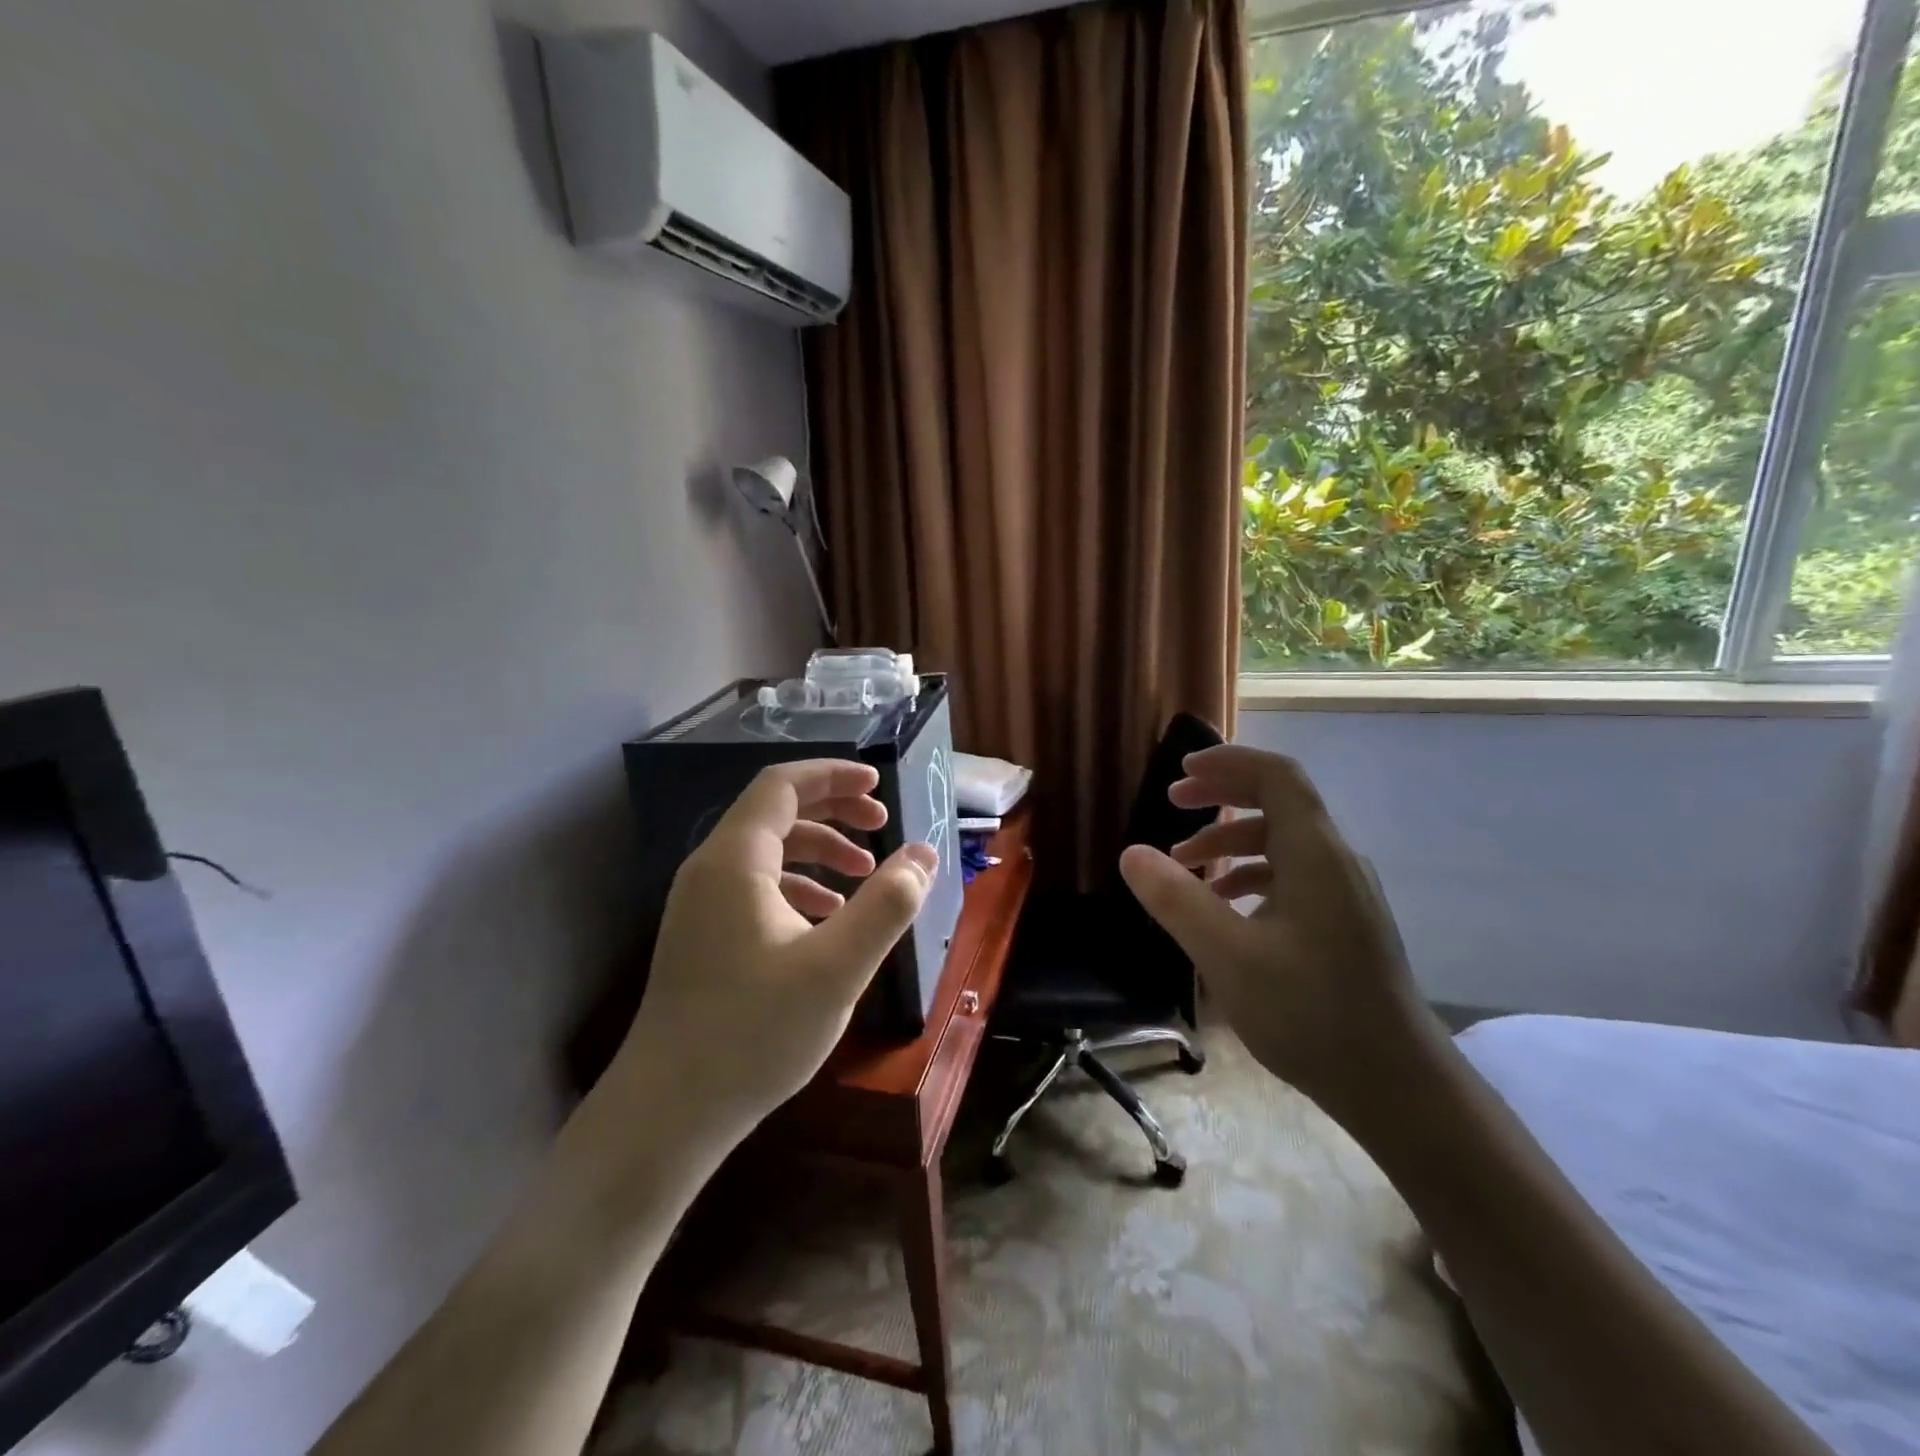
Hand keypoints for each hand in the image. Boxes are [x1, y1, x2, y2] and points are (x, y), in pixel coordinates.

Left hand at [608, 760, 936, 1141]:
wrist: (669, 1111)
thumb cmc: (754, 1032)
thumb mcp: (837, 967)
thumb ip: (887, 904)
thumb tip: (924, 854)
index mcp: (735, 860)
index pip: (783, 785)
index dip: (833, 775)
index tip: (879, 784)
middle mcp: (710, 870)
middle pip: (775, 812)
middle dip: (833, 810)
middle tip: (882, 824)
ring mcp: (701, 905)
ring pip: (767, 852)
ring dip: (819, 851)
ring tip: (864, 877)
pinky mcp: (702, 936)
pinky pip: (756, 888)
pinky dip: (798, 887)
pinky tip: (828, 921)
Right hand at [1118, 745, 1433, 1114]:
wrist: (1397, 1087)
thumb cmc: (1311, 1014)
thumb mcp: (1228, 956)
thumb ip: (1176, 900)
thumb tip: (1131, 853)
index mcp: (1315, 855)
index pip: (1277, 776)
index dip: (1228, 762)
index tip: (1181, 771)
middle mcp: (1336, 862)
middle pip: (1279, 802)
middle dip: (1221, 795)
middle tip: (1173, 802)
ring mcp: (1345, 894)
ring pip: (1282, 843)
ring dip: (1230, 841)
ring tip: (1183, 864)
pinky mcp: (1345, 923)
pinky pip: (1292, 876)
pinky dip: (1250, 875)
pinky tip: (1223, 908)